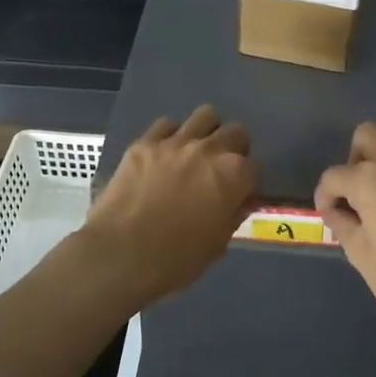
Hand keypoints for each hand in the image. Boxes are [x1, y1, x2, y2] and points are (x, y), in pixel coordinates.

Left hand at [79, 106, 259, 310]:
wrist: (120, 255)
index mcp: (233, 175)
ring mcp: (175, 142)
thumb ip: (233, 215)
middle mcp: (209, 150)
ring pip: (205, 116)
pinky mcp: (144, 143)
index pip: (255, 168)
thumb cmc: (176, 259)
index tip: (239, 196)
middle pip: (235, 133)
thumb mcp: (217, 245)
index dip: (248, 184)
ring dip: (207, 133)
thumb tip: (240, 200)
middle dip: (234, 150)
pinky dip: (171, 137)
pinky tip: (164, 157)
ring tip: (196, 154)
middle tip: (220, 171)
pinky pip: (166, 126)